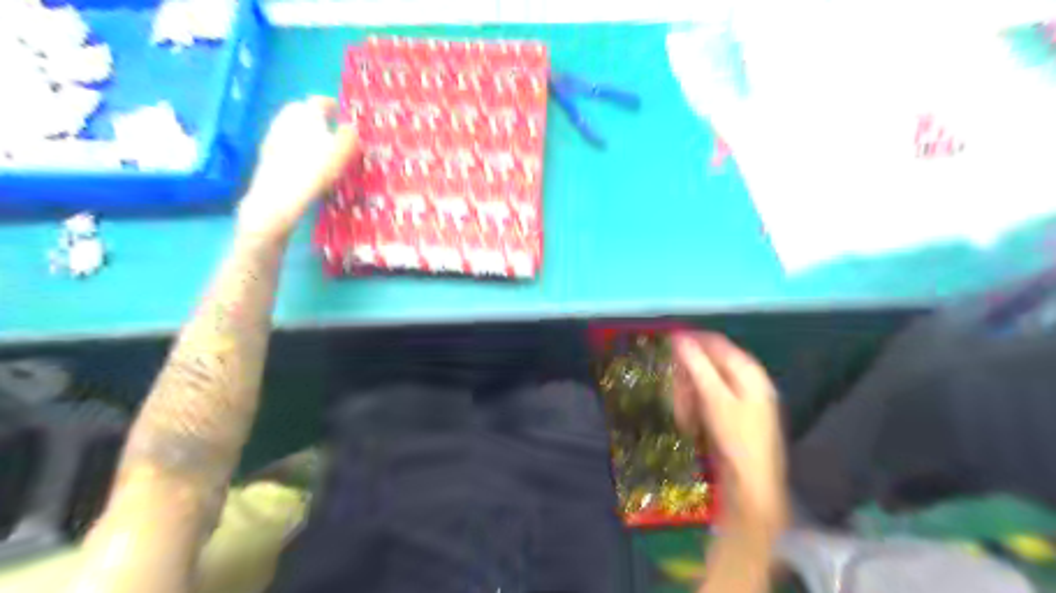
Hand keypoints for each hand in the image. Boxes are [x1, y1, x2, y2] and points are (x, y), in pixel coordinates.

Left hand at [239, 98, 361, 242]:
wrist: (279, 196)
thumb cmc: (316, 169)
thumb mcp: (343, 152)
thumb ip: (349, 136)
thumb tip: (352, 127)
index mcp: (306, 114)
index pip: (318, 101)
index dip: (330, 105)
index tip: (339, 111)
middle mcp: (286, 119)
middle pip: (300, 111)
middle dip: (314, 117)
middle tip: (328, 129)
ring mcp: (273, 137)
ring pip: (290, 128)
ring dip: (303, 133)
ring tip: (318, 148)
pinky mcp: (266, 155)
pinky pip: (284, 144)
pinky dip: (295, 148)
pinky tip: (304, 163)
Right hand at [676, 332, 781, 526]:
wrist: (753, 485)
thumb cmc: (736, 438)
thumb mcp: (714, 399)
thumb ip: (697, 366)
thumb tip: (679, 337)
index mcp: (748, 371)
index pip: (716, 344)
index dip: (691, 343)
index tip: (667, 348)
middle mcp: (748, 381)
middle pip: (710, 365)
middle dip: (689, 377)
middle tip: (675, 393)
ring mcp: (743, 400)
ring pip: (707, 384)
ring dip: (690, 395)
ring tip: (683, 415)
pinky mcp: (735, 417)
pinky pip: (710, 402)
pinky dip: (697, 408)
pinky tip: (691, 424)